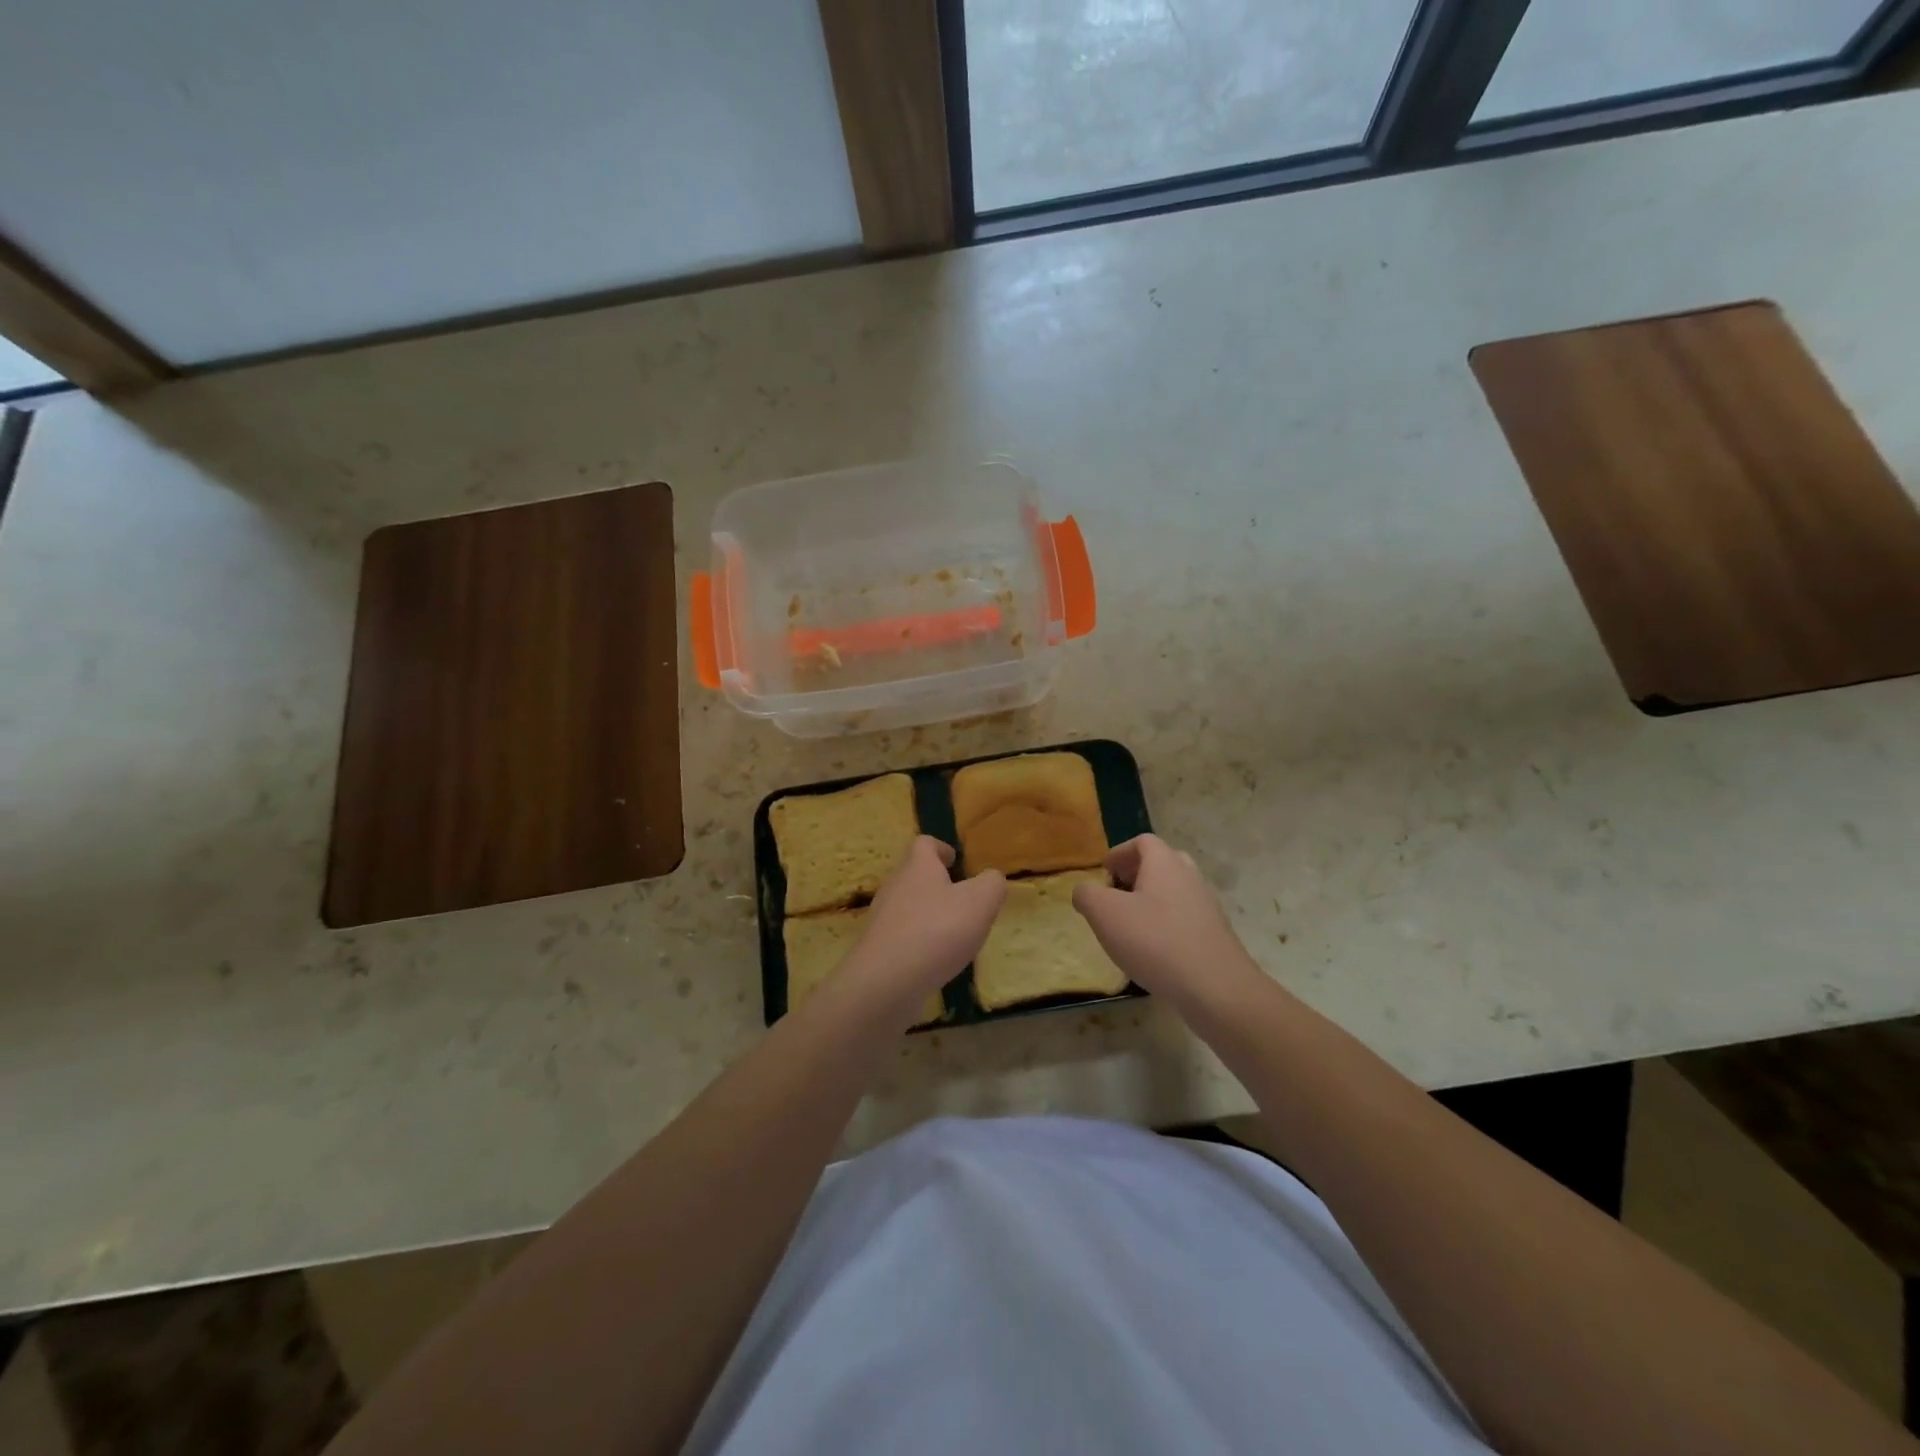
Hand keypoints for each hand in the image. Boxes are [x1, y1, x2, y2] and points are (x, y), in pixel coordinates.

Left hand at [841, 837, 1004, 1022]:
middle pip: (914, 875)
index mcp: (918, 867)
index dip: (941, 848)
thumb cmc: (937, 930)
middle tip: (962, 899)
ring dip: (929, 914)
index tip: (955, 860)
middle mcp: (895, 887)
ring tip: (953, 933)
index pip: (924, 844)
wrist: (886, 982)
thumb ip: (992, 884)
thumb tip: (991, 878)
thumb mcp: (980, 902)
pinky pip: (901, 936)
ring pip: (907, 906)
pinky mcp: (878, 949)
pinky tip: (935, 960)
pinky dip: (919, 942)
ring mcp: (882, 919)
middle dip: (937, 884)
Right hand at [1072, 835, 1264, 1010]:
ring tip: (1130, 925)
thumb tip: (1084, 891)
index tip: (1104, 872)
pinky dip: (1166, 924)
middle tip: (1116, 894)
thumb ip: (1087, 895)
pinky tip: (1153, 950)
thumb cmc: (1154, 941)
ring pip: (1174, 891)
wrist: (1214, 987)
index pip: (1143, 841)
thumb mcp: (1104, 914)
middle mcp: (1190, 876)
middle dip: (1136, 874)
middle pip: (1162, 863)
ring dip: (1151, 901)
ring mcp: (1207, 906)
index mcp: (1165, 863)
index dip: (1120, 852)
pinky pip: (1185, 917)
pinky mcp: (1214, 934)